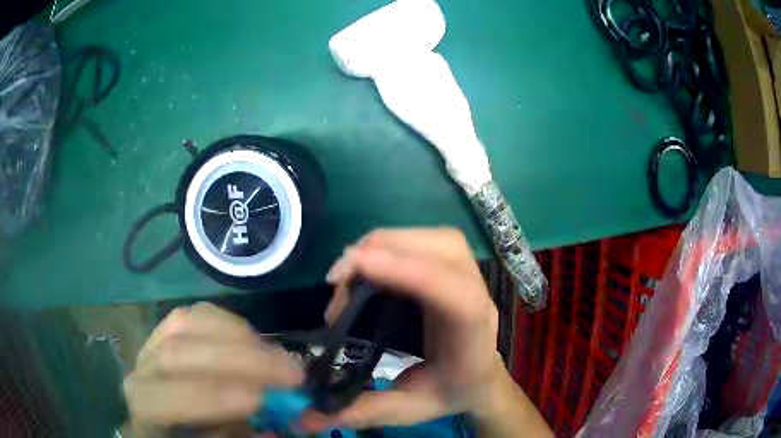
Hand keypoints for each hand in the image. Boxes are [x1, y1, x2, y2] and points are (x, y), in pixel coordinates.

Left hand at [123, 302, 303, 428]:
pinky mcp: (170, 328)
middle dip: (238, 361)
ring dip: (239, 338)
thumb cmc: (194, 436)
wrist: (169, 422)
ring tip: (279, 357)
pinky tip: (254, 340)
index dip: (209, 398)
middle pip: (176, 354)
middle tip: (292, 373)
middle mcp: (141, 371)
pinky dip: (230, 323)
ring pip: (185, 324)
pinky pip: (196, 313)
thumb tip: (285, 426)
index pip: (161, 399)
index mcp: (145, 408)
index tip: (260, 398)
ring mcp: (153, 343)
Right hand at [315, 228, 506, 428]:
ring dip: (384, 244)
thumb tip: (303, 421)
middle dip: (381, 253)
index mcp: (471, 333)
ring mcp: (469, 275)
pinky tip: (369, 267)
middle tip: (337, 281)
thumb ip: (359, 412)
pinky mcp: (455, 266)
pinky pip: (423, 240)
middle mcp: (476, 294)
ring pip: (429, 237)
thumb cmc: (451, 393)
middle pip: (440, 249)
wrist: (481, 377)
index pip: (451, 292)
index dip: (405, 272)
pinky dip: (390, 244)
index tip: (352, 270)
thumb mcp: (408, 409)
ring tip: (349, 273)